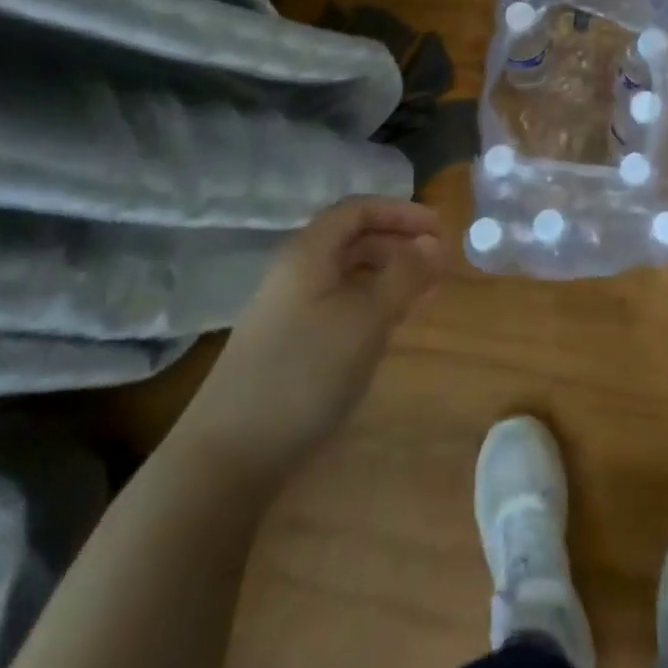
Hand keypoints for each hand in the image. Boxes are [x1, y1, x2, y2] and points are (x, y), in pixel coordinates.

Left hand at [181, 196, 444, 476]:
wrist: (228, 457)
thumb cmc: (304, 372)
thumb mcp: (366, 318)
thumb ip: (404, 275)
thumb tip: (435, 243)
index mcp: (308, 252)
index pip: (358, 210)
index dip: (401, 212)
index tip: (440, 229)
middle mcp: (296, 272)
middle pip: (352, 239)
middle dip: (398, 243)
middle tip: (438, 263)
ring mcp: (288, 310)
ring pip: (347, 275)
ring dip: (388, 275)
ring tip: (424, 293)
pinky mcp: (288, 344)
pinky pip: (339, 305)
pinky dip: (371, 304)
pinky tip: (389, 327)